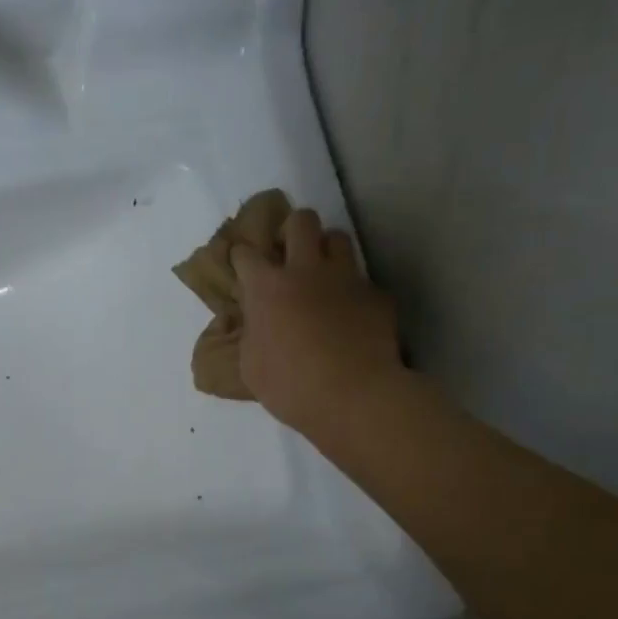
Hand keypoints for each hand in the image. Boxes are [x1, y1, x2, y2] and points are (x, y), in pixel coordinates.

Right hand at [231, 207, 403, 434]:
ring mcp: (346, 279)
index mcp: (266, 288)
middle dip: (292, 230)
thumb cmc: (289, 386)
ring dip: (326, 250)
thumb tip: (257, 323)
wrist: (353, 397)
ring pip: (338, 238)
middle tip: (289, 253)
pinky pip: (362, 281)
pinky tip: (351, 314)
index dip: (241, 257)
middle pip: (301, 221)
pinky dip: (353, 292)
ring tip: (323, 273)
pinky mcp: (376, 296)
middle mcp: (306, 271)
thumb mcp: (251, 365)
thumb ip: (252, 334)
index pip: (245, 253)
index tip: (242, 265)